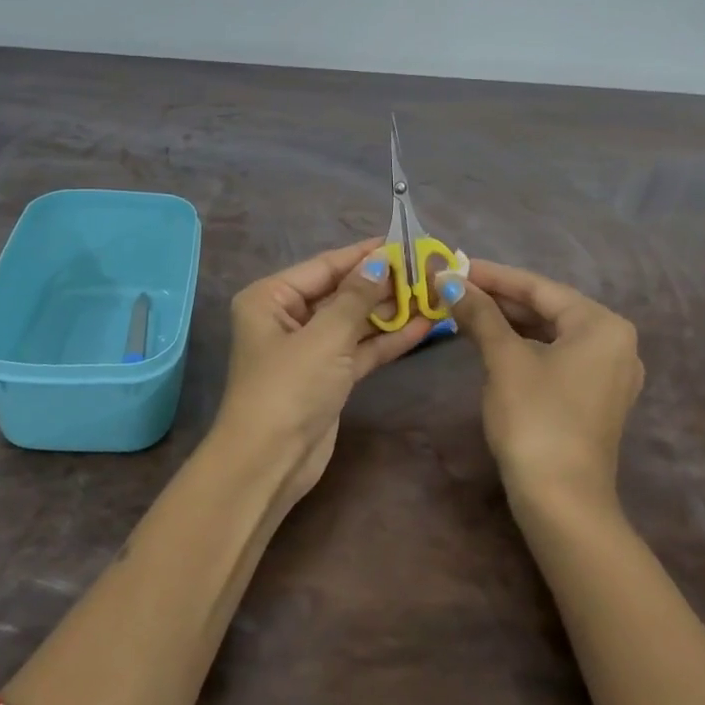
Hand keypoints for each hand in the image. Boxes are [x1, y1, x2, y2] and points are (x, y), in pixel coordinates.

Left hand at [213, 239, 433, 500]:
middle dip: (382, 283)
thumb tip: (381, 261)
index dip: (364, 255)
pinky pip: (360, 348)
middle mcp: (287, 317)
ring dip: (390, 311)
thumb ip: (356, 297)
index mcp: (271, 298)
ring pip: (354, 321)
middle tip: (427, 269)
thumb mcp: (325, 336)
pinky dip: (387, 339)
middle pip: (341, 292)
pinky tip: (423, 327)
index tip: (403, 242)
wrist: (270, 462)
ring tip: (434, 293)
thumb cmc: (289, 387)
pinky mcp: (328, 376)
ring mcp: (309, 348)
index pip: (325, 266)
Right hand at [437, 259, 643, 516]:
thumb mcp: (504, 359)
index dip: (492, 275)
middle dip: (498, 299)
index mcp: (602, 324)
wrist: (562, 500)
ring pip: (549, 333)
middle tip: (453, 288)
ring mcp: (608, 373)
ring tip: (464, 310)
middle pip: (547, 308)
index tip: (453, 265)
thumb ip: (479, 314)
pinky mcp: (594, 399)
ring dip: (507, 322)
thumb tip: (447, 280)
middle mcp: (615, 343)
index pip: (539, 286)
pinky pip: (555, 357)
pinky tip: (491, 342)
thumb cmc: (536, 418)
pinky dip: (523, 346)